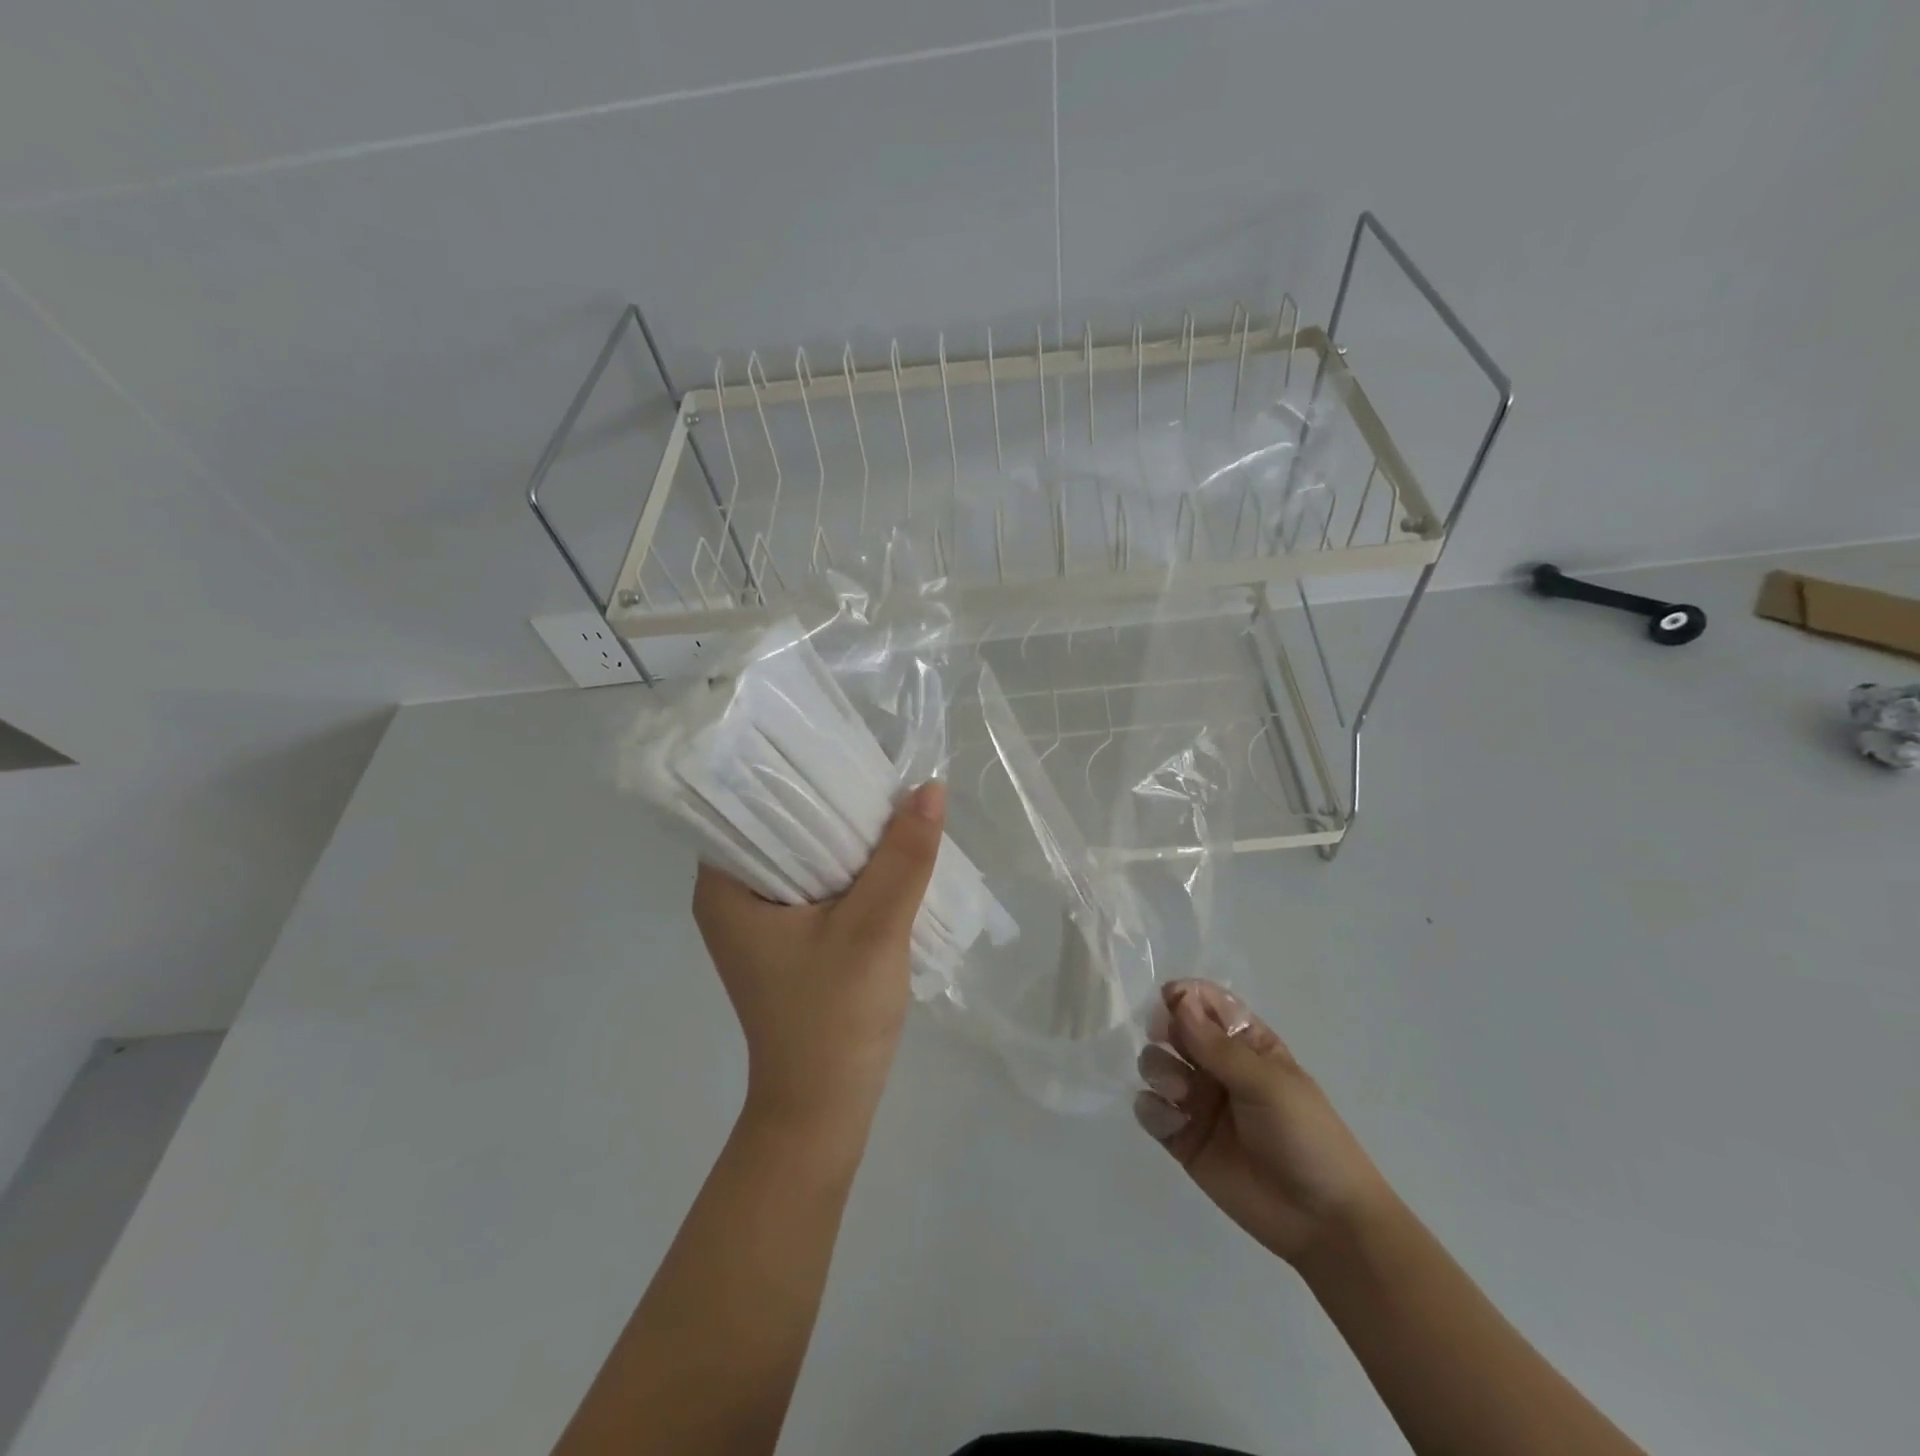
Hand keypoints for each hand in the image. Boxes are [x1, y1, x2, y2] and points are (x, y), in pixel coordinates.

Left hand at [692, 782, 945, 1129]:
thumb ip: (904, 857)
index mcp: (725, 887)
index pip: (750, 803)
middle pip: (781, 826)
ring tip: (887, 796)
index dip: (794, 771)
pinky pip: (818, 880)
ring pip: (805, 853)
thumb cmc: (834, 1018)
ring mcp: (761, 918)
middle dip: (829, 800)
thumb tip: (930, 787)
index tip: (841, 744)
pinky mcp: (789, 937)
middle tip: (876, 765)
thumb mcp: (875, 928)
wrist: (827, 1108)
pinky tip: (885, 848)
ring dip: (845, 834)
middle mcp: (733, 895)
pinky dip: (849, 865)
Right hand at [1134, 979, 1390, 1264]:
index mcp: (1248, 1045)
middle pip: (1175, 1030)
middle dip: (1166, 1030)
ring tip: (1181, 1093)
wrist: (1323, 1223)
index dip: (1186, 997)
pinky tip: (1172, 1122)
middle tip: (1166, 1039)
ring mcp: (1198, 1103)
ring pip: (1157, 1065)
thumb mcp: (1268, 1083)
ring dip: (1159, 1069)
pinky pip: (1150, 1109)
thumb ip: (1218, 1046)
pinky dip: (1152, 1108)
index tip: (1169, 999)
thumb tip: (1178, 1001)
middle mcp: (1218, 1067)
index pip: (1208, 1005)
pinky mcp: (1183, 1139)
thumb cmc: (1306, 1138)